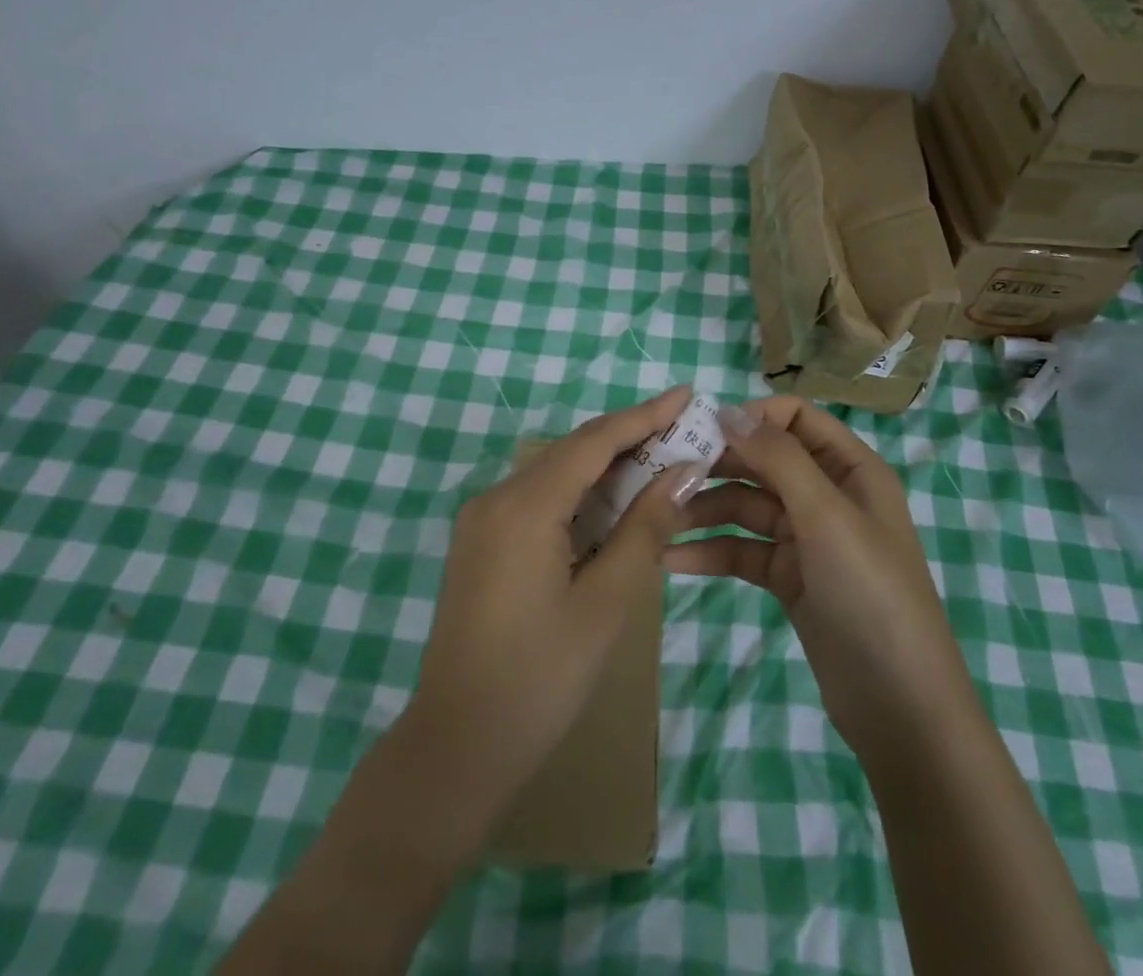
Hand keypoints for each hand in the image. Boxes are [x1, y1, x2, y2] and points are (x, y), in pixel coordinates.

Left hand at [399, 385, 708, 845]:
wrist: (455, 748)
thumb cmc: (541, 678)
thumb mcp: (606, 601)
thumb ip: (645, 528)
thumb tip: (683, 473)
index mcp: (525, 504)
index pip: (595, 440)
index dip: (644, 415)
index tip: (686, 394)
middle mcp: (497, 497)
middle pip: (573, 450)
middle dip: (629, 438)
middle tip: (684, 431)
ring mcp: (482, 520)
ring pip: (554, 473)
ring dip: (605, 467)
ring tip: (660, 460)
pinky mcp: (480, 543)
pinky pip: (537, 499)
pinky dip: (579, 494)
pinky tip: (613, 503)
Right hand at [668, 397, 974, 767]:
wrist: (900, 708)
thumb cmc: (871, 594)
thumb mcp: (827, 516)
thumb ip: (779, 458)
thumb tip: (730, 410)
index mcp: (851, 469)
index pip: (796, 418)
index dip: (752, 417)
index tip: (702, 430)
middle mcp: (828, 494)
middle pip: (764, 461)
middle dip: (718, 463)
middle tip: (664, 472)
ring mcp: (807, 538)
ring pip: (747, 506)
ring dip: (705, 509)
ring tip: (658, 517)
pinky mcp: (789, 578)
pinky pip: (743, 551)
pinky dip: (711, 551)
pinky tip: (670, 559)